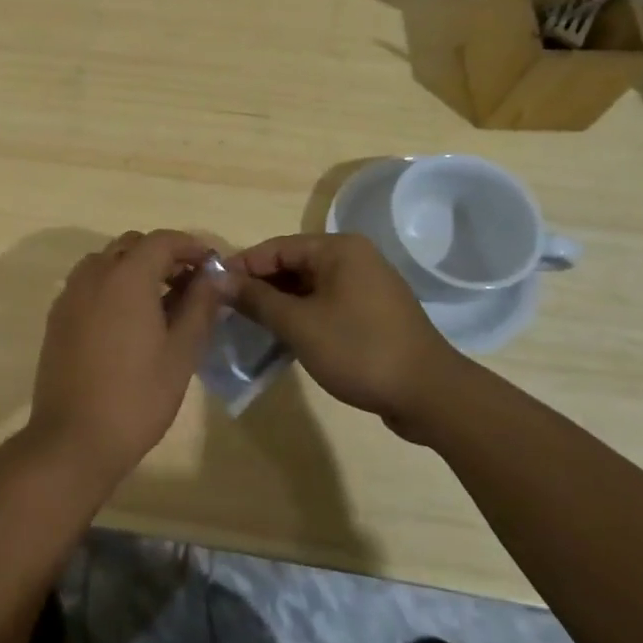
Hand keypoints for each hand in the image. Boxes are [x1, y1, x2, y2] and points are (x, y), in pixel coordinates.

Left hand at [27, 230, 232, 488]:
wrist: (73, 439)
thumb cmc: (136, 397)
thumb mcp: (181, 353)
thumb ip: (200, 306)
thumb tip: (216, 277)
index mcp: (127, 276)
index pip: (163, 240)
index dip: (191, 246)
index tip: (212, 266)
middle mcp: (94, 274)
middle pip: (133, 245)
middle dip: (164, 255)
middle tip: (190, 284)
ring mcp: (71, 294)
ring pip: (108, 261)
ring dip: (136, 268)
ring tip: (161, 302)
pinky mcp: (58, 316)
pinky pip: (89, 282)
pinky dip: (113, 285)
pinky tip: (128, 320)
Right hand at [228, 232, 458, 437]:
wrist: (430, 395)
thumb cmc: (360, 350)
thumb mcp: (299, 324)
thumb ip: (257, 299)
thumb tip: (219, 278)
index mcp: (338, 249)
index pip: (276, 248)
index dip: (242, 266)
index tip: (212, 287)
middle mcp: (353, 258)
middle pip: (292, 265)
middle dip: (260, 287)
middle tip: (226, 310)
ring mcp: (365, 286)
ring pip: (308, 287)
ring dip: (279, 304)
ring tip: (247, 325)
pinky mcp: (371, 313)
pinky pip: (325, 304)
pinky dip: (302, 316)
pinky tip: (281, 337)